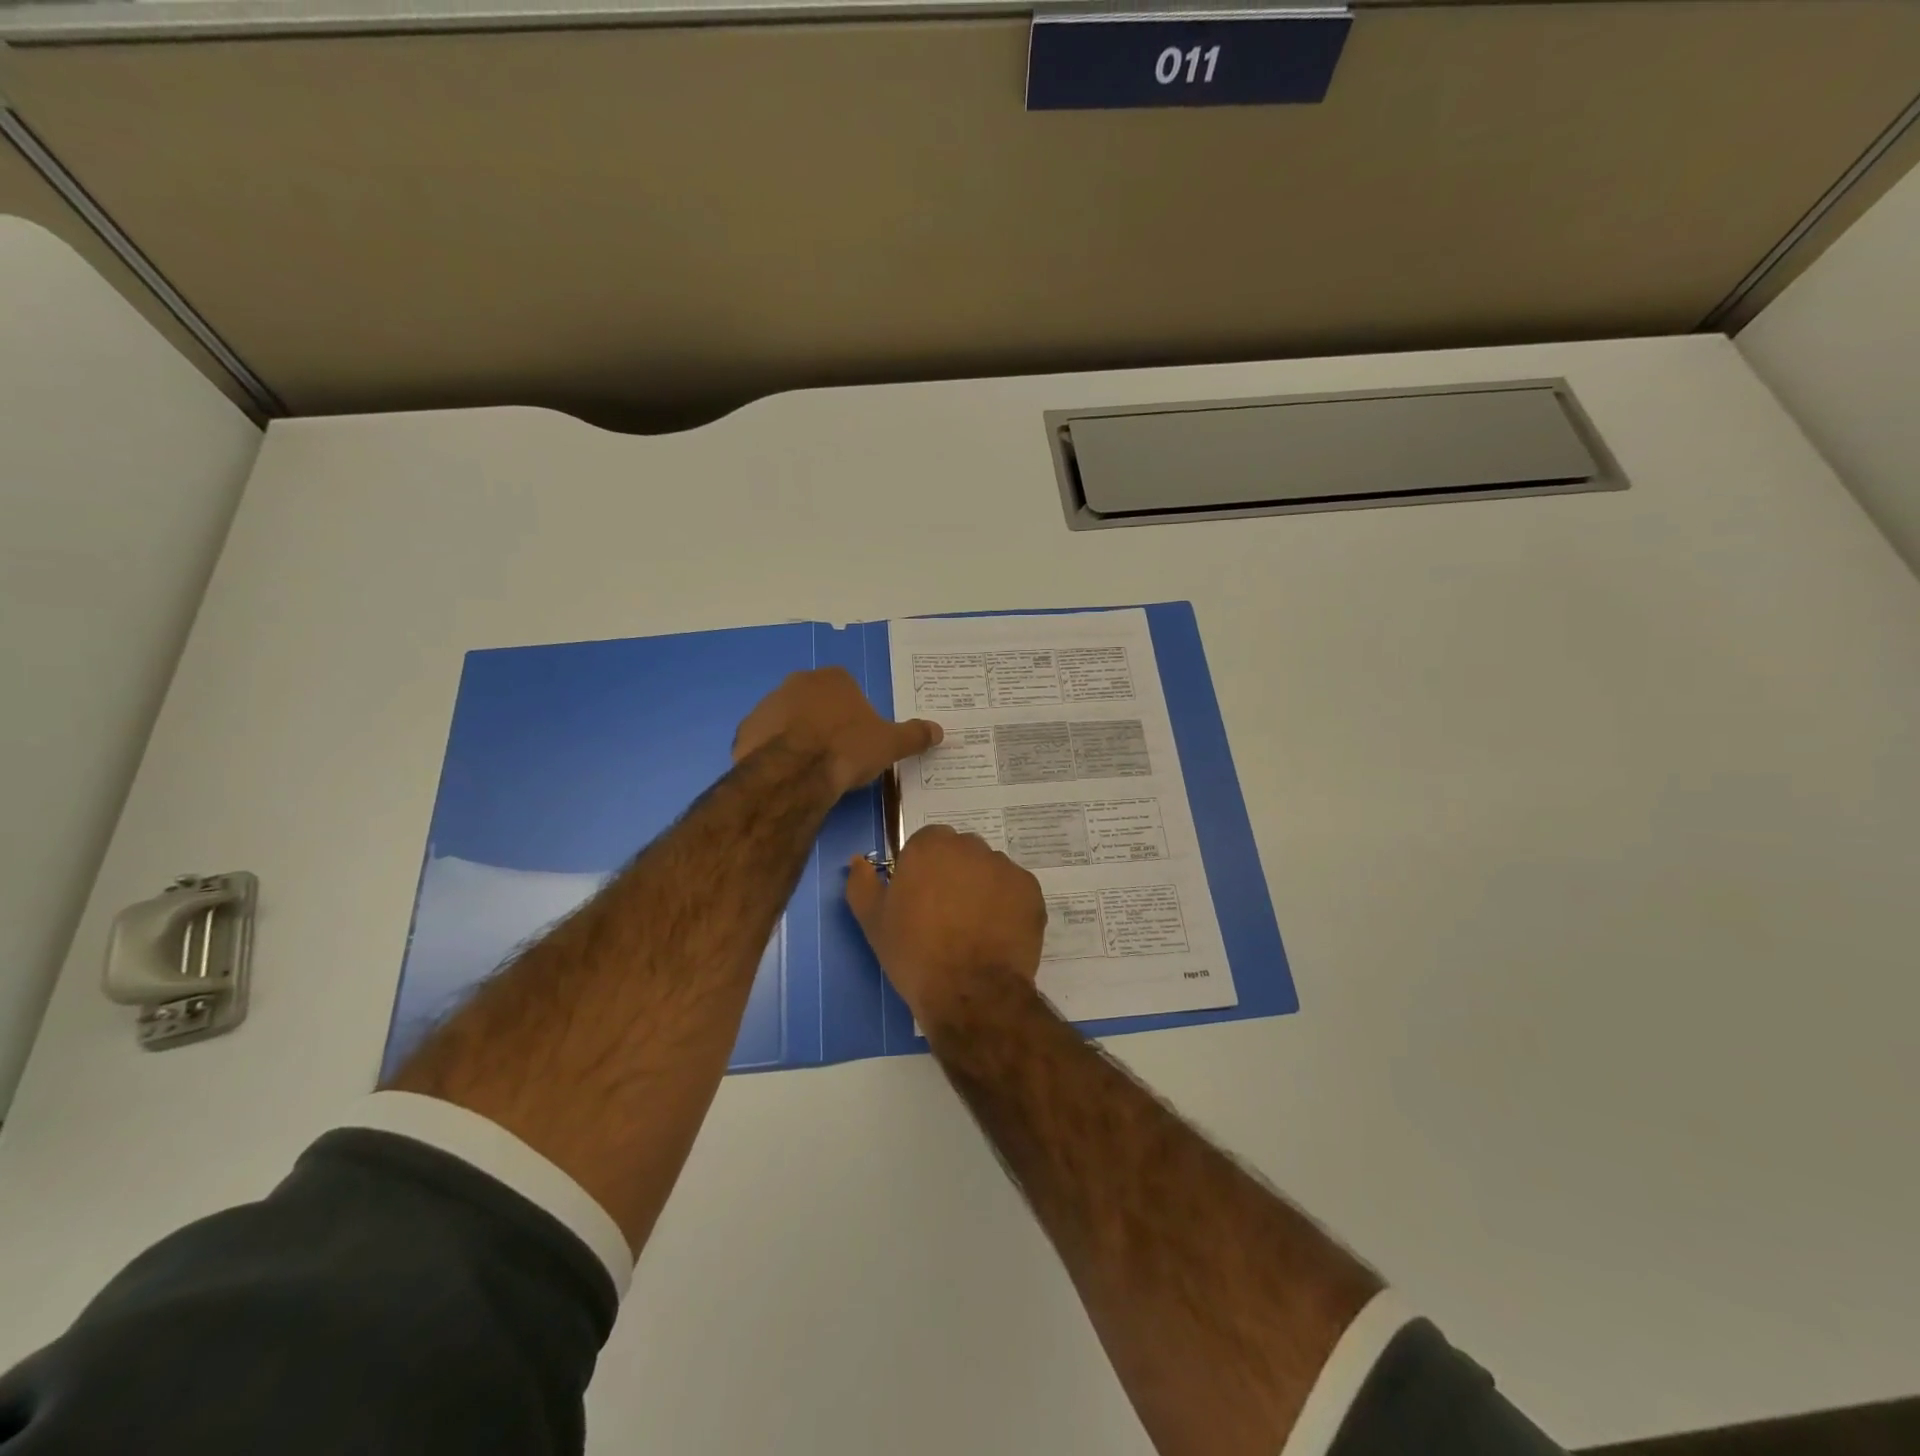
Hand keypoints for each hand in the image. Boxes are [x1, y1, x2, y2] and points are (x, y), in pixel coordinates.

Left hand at [734, 667, 941, 797]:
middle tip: (838, 754)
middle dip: (826, 722)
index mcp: (834, 678)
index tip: (860, 739)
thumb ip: (913, 735)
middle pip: (817, 701)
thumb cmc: (847, 749)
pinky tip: (788, 774)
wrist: (795, 773)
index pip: (848, 689)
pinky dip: (775, 752)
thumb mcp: (890, 744)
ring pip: (789, 719)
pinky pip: (766, 740)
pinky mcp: (747, 730)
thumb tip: (939, 730)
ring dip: (799, 736)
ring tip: (812, 769)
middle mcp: (798, 682)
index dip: (855, 714)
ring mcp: (768, 704)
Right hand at [846, 825, 1046, 1028]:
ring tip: (974, 930)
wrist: (970, 993)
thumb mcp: (874, 922)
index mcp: (930, 846)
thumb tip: (858, 861)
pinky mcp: (1031, 891)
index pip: (926, 844)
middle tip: (946, 916)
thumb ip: (862, 884)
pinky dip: (1007, 906)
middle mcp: (970, 846)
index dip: (922, 871)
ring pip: (989, 871)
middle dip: (954, 875)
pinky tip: (997, 936)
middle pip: (960, 853)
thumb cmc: (915, 954)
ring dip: (982, 889)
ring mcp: (1005, 867)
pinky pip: (1014, 891)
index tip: (919, 900)